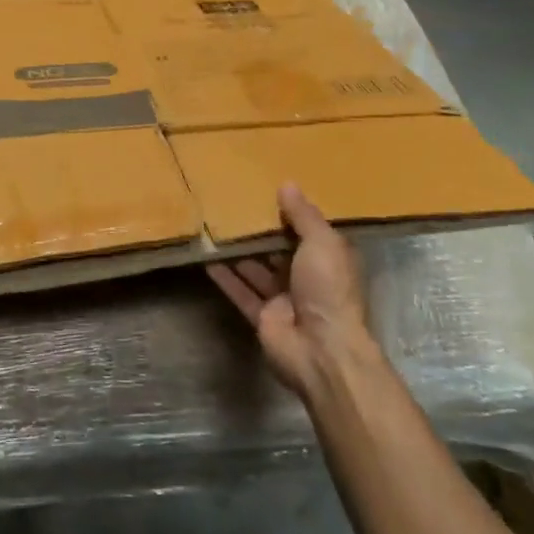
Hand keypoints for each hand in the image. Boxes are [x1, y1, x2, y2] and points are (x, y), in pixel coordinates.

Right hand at [207, 184, 381, 403]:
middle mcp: (306, 278)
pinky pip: (240, 292)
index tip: (265, 192)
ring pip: (256, 270)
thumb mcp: (322, 244)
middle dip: (259, 232)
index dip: (289, 214)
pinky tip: (206, 258)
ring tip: (214, 227)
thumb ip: (303, 215)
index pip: (307, 232)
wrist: (322, 350)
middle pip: (278, 251)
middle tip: (232, 206)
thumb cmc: (328, 289)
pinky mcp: (262, 317)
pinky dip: (225, 277)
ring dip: (238, 252)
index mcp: (327, 260)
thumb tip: (287, 184)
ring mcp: (283, 300)